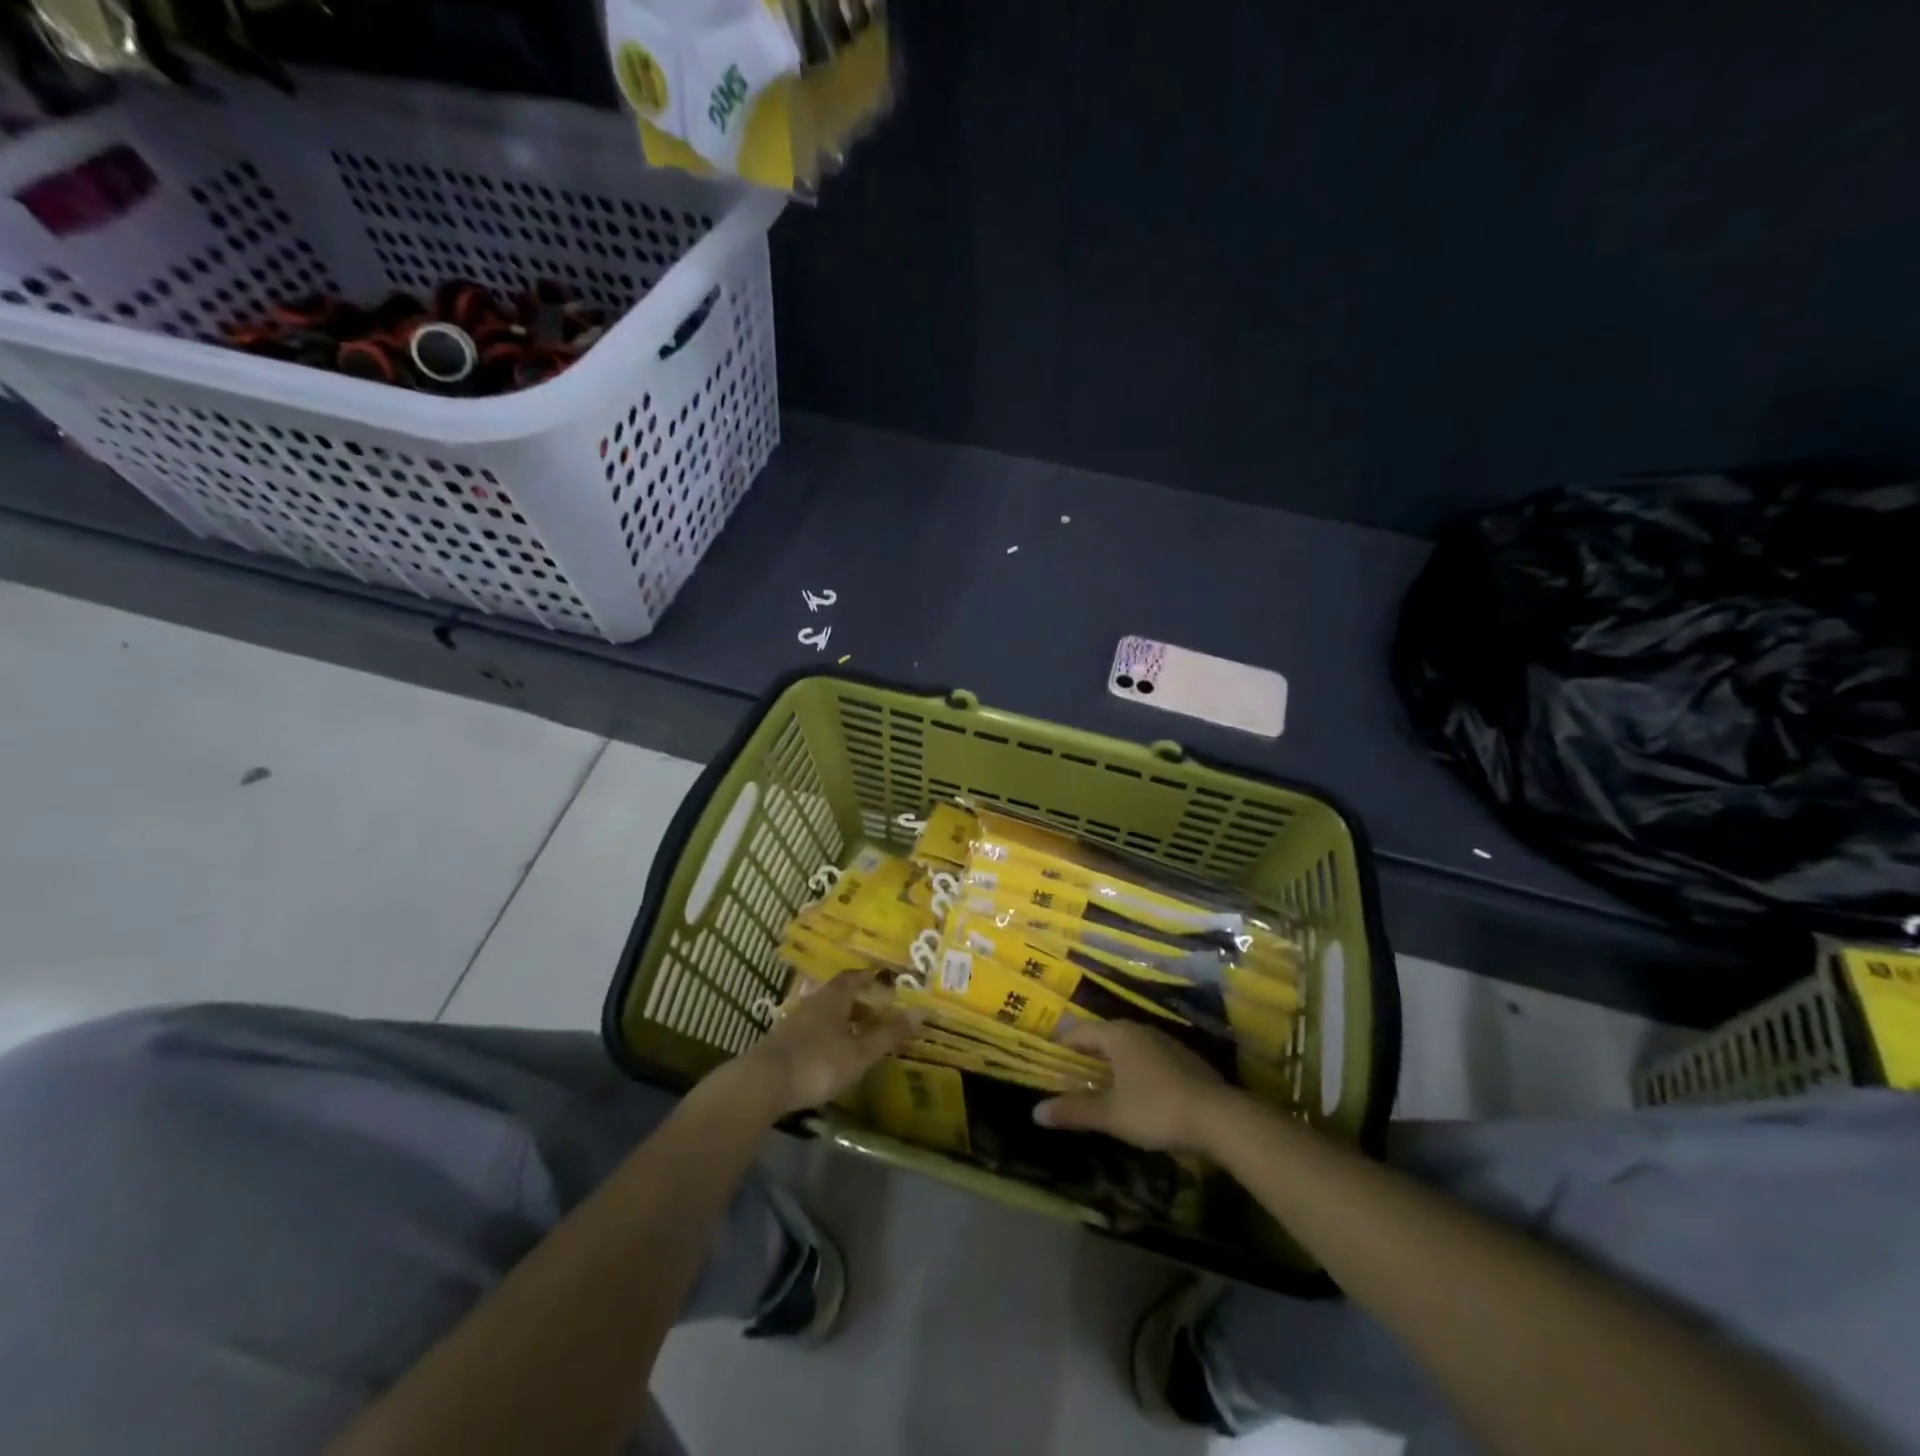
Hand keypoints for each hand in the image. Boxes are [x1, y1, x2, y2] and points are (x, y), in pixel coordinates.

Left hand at [730, 973, 919, 1118]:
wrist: (762, 1084)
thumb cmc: (817, 1063)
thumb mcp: (859, 1052)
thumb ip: (889, 1034)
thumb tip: (922, 1011)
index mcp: (832, 998)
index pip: (852, 978)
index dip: (868, 978)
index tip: (883, 980)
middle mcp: (812, 1004)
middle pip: (838, 996)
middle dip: (858, 1002)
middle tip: (877, 1012)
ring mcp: (793, 1024)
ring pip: (824, 1015)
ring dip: (842, 1021)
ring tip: (858, 1036)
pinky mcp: (782, 1045)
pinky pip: (811, 1032)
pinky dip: (827, 1037)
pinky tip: (832, 1055)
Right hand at [1032, 1021, 1236, 1153]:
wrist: (1219, 1118)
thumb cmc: (1155, 1109)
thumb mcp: (1110, 1115)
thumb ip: (1074, 1111)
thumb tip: (1036, 1112)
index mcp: (1118, 1035)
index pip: (1081, 1031)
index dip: (1063, 1042)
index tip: (1049, 1055)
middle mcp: (1140, 1030)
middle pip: (1105, 1035)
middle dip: (1087, 1052)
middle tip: (1070, 1070)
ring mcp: (1166, 1043)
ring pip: (1129, 1046)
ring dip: (1113, 1061)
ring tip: (1100, 1081)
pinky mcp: (1185, 1060)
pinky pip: (1149, 1058)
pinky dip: (1135, 1069)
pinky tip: (1136, 1091)